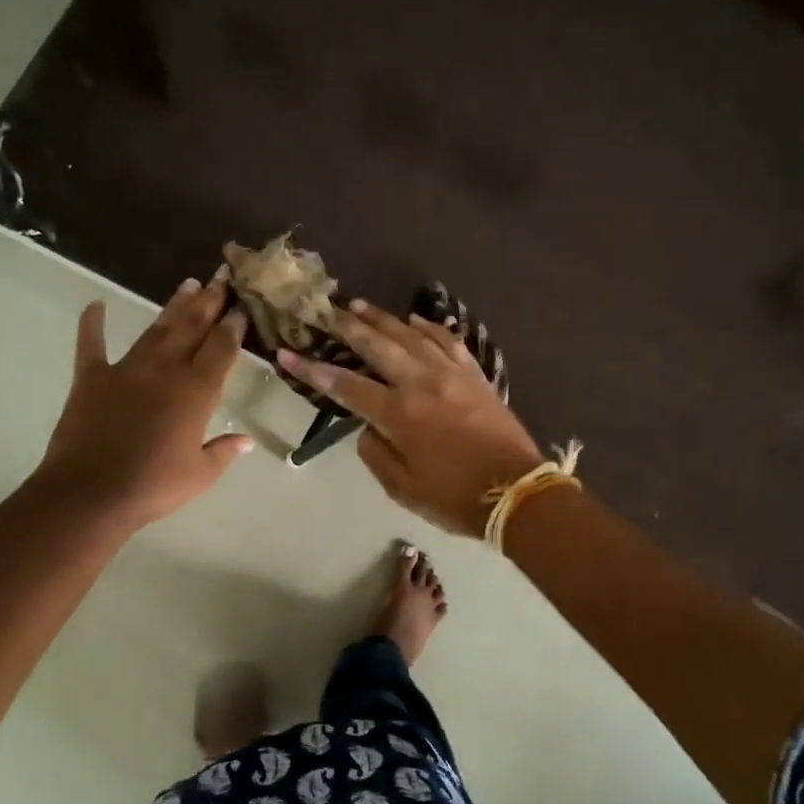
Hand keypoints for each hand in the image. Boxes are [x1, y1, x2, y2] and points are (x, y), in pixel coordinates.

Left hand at [38, 272, 252, 529]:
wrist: (91, 494)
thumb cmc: (154, 487)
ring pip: (155, 330)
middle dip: (208, 303)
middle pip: (191, 329)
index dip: (232, 327)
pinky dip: (92, 324)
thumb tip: (246, 440)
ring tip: (187, 285)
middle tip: (219, 279)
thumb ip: (224, 452)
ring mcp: (126, 370)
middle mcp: (166, 371)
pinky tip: (95, 305)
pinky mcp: (91, 379)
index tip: (240, 308)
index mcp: (196, 392)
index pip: (221, 349)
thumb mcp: (200, 475)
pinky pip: (92, 345)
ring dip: (172, 307)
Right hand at [278, 300, 544, 535]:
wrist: (516, 492)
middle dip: (348, 327)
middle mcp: (421, 383)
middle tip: (328, 312)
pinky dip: (429, 327)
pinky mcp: (475, 375)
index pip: (345, 385)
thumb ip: (376, 453)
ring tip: (360, 305)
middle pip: (378, 345)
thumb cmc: (454, 497)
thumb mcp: (402, 488)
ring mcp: (451, 374)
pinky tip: (415, 321)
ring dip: (383, 318)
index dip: (312, 370)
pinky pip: (448, 341)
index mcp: (399, 414)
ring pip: (411, 335)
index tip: (288, 354)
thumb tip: (368, 427)